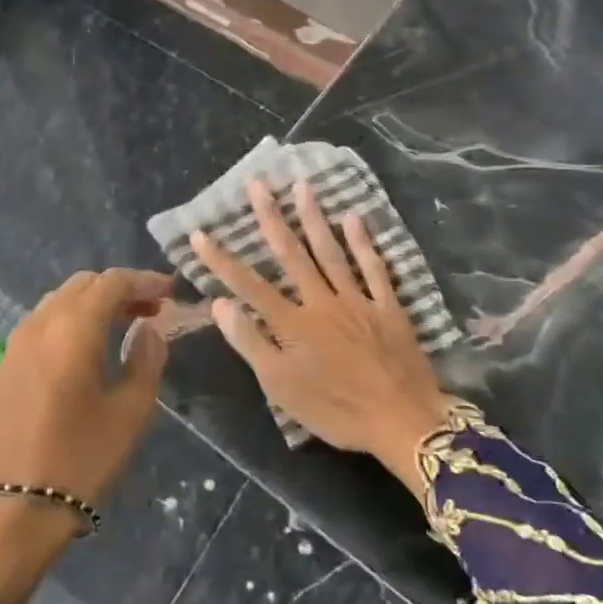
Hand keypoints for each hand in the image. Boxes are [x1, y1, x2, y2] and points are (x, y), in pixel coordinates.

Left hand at [0, 267, 171, 603]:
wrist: (10, 511)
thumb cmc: (80, 459)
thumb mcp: (131, 411)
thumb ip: (146, 359)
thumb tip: (148, 329)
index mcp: (73, 328)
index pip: (112, 282)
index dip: (144, 280)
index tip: (170, 291)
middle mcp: (39, 324)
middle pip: (82, 285)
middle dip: (118, 289)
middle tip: (149, 310)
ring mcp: (14, 346)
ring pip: (57, 302)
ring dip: (91, 304)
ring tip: (120, 327)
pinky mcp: (1, 369)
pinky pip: (39, 327)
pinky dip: (67, 323)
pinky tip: (83, 352)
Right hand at [191, 178, 456, 488]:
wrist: (403, 420)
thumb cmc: (336, 410)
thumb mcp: (282, 388)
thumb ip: (251, 343)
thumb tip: (221, 304)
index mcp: (292, 324)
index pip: (249, 285)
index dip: (221, 260)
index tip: (200, 232)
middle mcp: (322, 301)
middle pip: (292, 254)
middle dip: (271, 217)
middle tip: (257, 183)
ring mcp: (357, 300)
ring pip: (331, 251)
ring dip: (314, 217)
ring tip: (302, 185)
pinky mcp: (388, 307)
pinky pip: (374, 268)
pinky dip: (363, 242)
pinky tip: (354, 217)